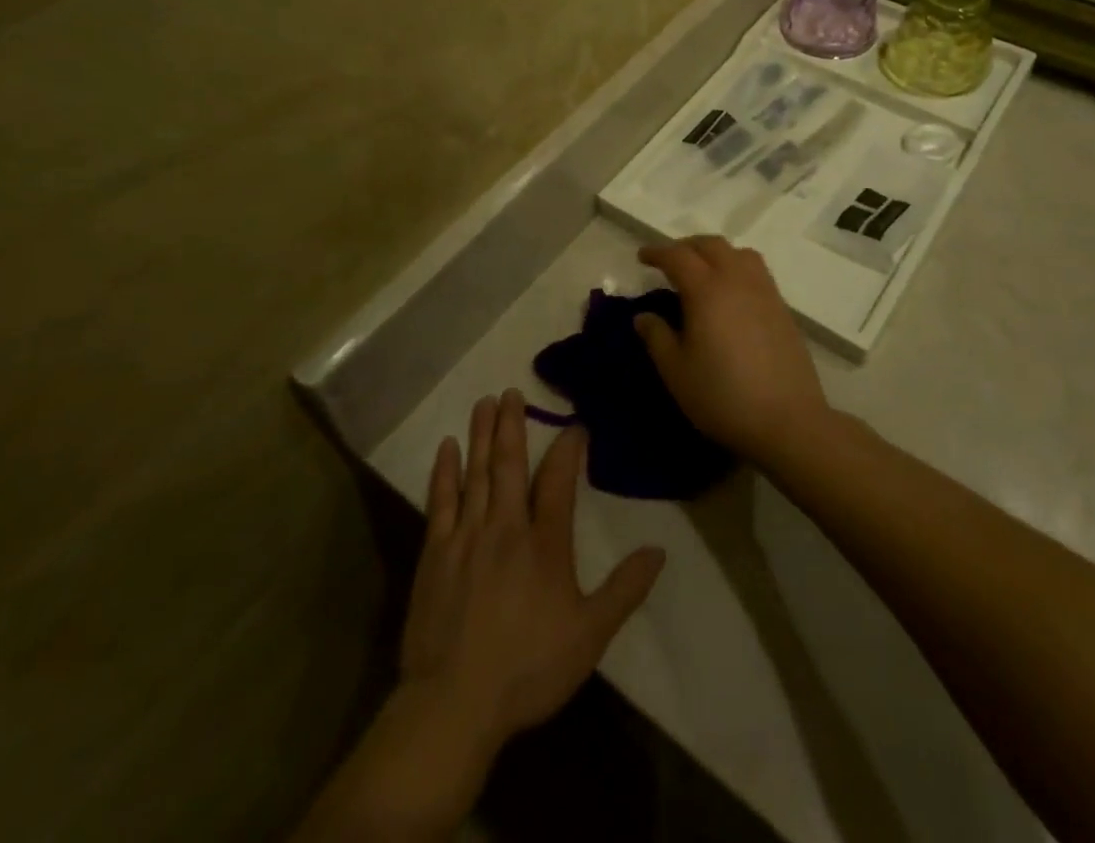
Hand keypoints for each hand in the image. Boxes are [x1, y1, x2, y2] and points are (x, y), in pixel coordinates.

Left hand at [400, 391, 665, 748]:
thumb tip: (659, 550)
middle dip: (512, 424)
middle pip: (509, 464)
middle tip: (511, 391)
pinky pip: (440, 500)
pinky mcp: (435, 553)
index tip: (575, 425)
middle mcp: (505, 526)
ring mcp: (466, 536)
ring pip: (475, 472)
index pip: (558, 480)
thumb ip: (624, 589)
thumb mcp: (590, 635)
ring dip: (481, 434)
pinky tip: (447, 447)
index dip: (567, 448)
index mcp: (544, 543)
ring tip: (485, 401)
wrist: (454, 703)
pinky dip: (444, 471)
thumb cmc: (528, 668)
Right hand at [634, 236, 833, 469]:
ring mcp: (765, 291)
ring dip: (716, 253)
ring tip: (703, 271)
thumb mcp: (676, 372)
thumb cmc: (723, 396)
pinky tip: (731, 294)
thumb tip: (643, 316)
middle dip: (686, 246)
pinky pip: (756, 271)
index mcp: (707, 290)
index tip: (642, 257)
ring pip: (739, 253)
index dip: (657, 252)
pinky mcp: (783, 308)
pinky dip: (737, 267)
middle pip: (711, 245)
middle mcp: (737, 280)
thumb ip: (657, 338)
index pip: (678, 256)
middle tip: (669, 261)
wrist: (787, 420)